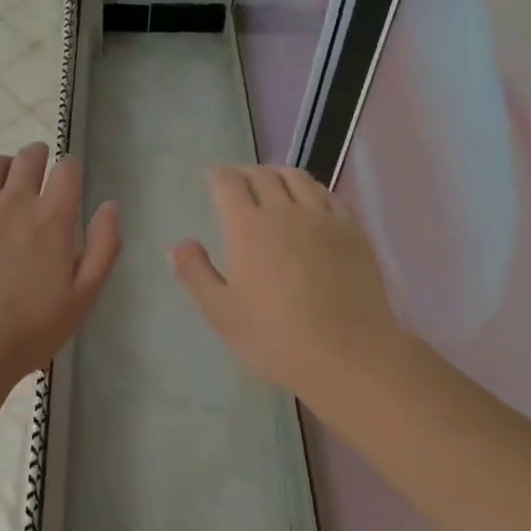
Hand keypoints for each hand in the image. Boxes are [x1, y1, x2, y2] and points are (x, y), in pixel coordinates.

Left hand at [0, 143, 119, 386]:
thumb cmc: (30, 329)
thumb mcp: (82, 297)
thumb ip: (102, 248)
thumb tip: (110, 205)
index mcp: (51, 219)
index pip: (67, 171)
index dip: (70, 168)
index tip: (68, 177)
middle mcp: (14, 202)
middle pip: (29, 158)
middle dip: (38, 156)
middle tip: (38, 167)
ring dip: (3, 165)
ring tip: (4, 177)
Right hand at [169, 165, 421, 408]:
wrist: (349, 356)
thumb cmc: (275, 338)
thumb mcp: (221, 313)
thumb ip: (195, 273)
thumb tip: (177, 244)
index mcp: (247, 226)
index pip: (228, 182)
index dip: (218, 176)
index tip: (213, 181)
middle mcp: (284, 210)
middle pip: (263, 174)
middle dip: (247, 173)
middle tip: (240, 184)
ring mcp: (323, 218)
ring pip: (298, 178)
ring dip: (279, 175)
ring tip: (274, 185)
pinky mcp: (353, 231)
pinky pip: (328, 195)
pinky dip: (312, 190)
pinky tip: (311, 204)